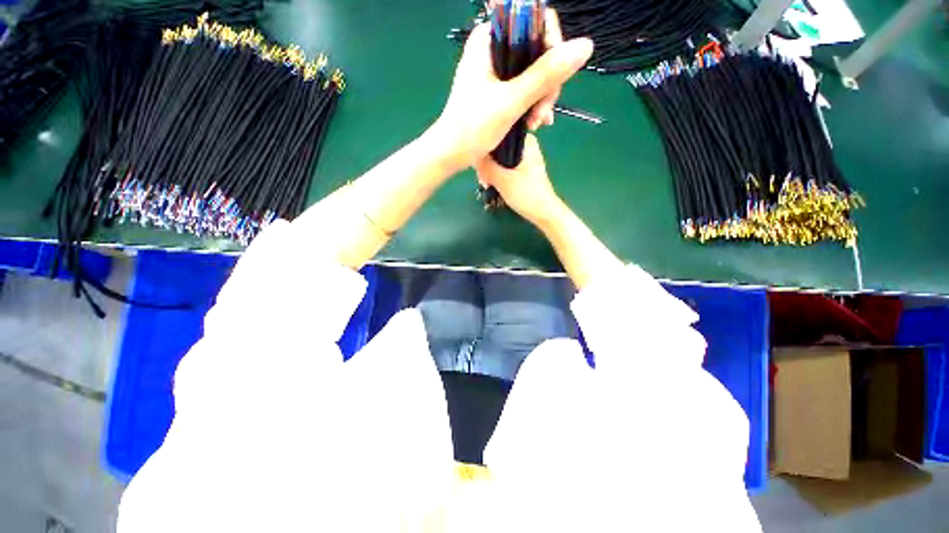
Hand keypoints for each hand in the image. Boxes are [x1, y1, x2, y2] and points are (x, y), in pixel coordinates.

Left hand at [432, 11, 592, 169]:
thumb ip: (546, 74)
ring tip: (535, 124)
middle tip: (541, 115)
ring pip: (533, 72)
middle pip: (537, 50)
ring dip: (540, 99)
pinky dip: (531, 104)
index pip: (536, 24)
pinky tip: (533, 123)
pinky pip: (524, 87)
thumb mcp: (512, 100)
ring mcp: (495, 69)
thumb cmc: (474, 127)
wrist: (452, 153)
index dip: (553, 50)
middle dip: (546, 84)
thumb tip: (585, 46)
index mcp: (490, 38)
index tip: (553, 83)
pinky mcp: (497, 88)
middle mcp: (493, 47)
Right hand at [475, 134, 564, 227]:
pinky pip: (506, 167)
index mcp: (526, 142)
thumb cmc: (527, 194)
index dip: (486, 147)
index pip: (500, 134)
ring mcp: (525, 160)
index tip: (477, 162)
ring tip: (486, 184)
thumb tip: (472, 156)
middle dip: (488, 162)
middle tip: (482, 178)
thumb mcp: (503, 180)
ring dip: (491, 170)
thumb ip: (486, 166)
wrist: (544, 213)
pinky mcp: (524, 171)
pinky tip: (491, 185)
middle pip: (499, 148)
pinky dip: (498, 175)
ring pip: (501, 159)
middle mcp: (526, 147)